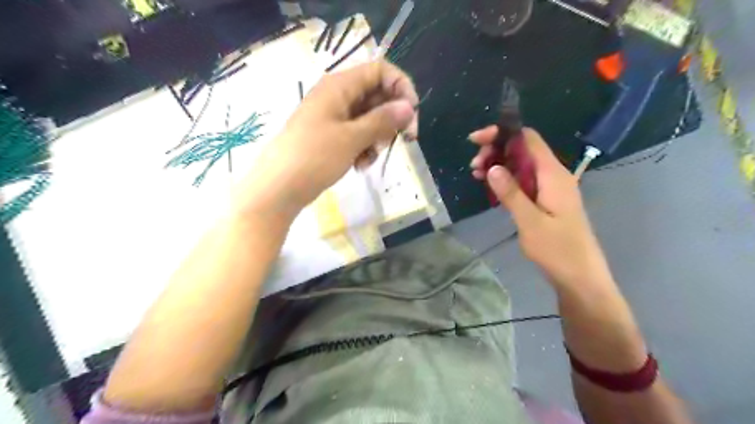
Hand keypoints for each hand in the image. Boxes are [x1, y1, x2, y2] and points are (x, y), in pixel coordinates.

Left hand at [238, 61, 418, 218]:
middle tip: (403, 140)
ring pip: (370, 119)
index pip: (380, 71)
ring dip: (378, 138)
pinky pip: (358, 135)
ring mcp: (334, 118)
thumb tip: (409, 107)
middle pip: (377, 96)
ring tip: (369, 157)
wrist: (280, 188)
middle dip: (391, 118)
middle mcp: (338, 96)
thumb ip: (382, 120)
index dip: (400, 87)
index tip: (412, 113)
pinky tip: (360, 165)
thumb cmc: (314, 156)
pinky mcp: (332, 137)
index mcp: (340, 86)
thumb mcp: (352, 137)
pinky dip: (364, 148)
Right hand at [471, 126, 611, 290]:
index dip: (502, 133)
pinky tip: (490, 185)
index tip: (477, 141)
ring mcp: (549, 187)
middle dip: (496, 150)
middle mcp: (553, 175)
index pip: (527, 139)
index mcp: (553, 174)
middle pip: (522, 149)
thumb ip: (511, 193)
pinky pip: (523, 180)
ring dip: (498, 164)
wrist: (580, 276)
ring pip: (520, 165)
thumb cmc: (558, 250)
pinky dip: (505, 179)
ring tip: (476, 173)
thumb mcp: (530, 221)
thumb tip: (492, 167)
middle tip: (474, 165)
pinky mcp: (545, 199)